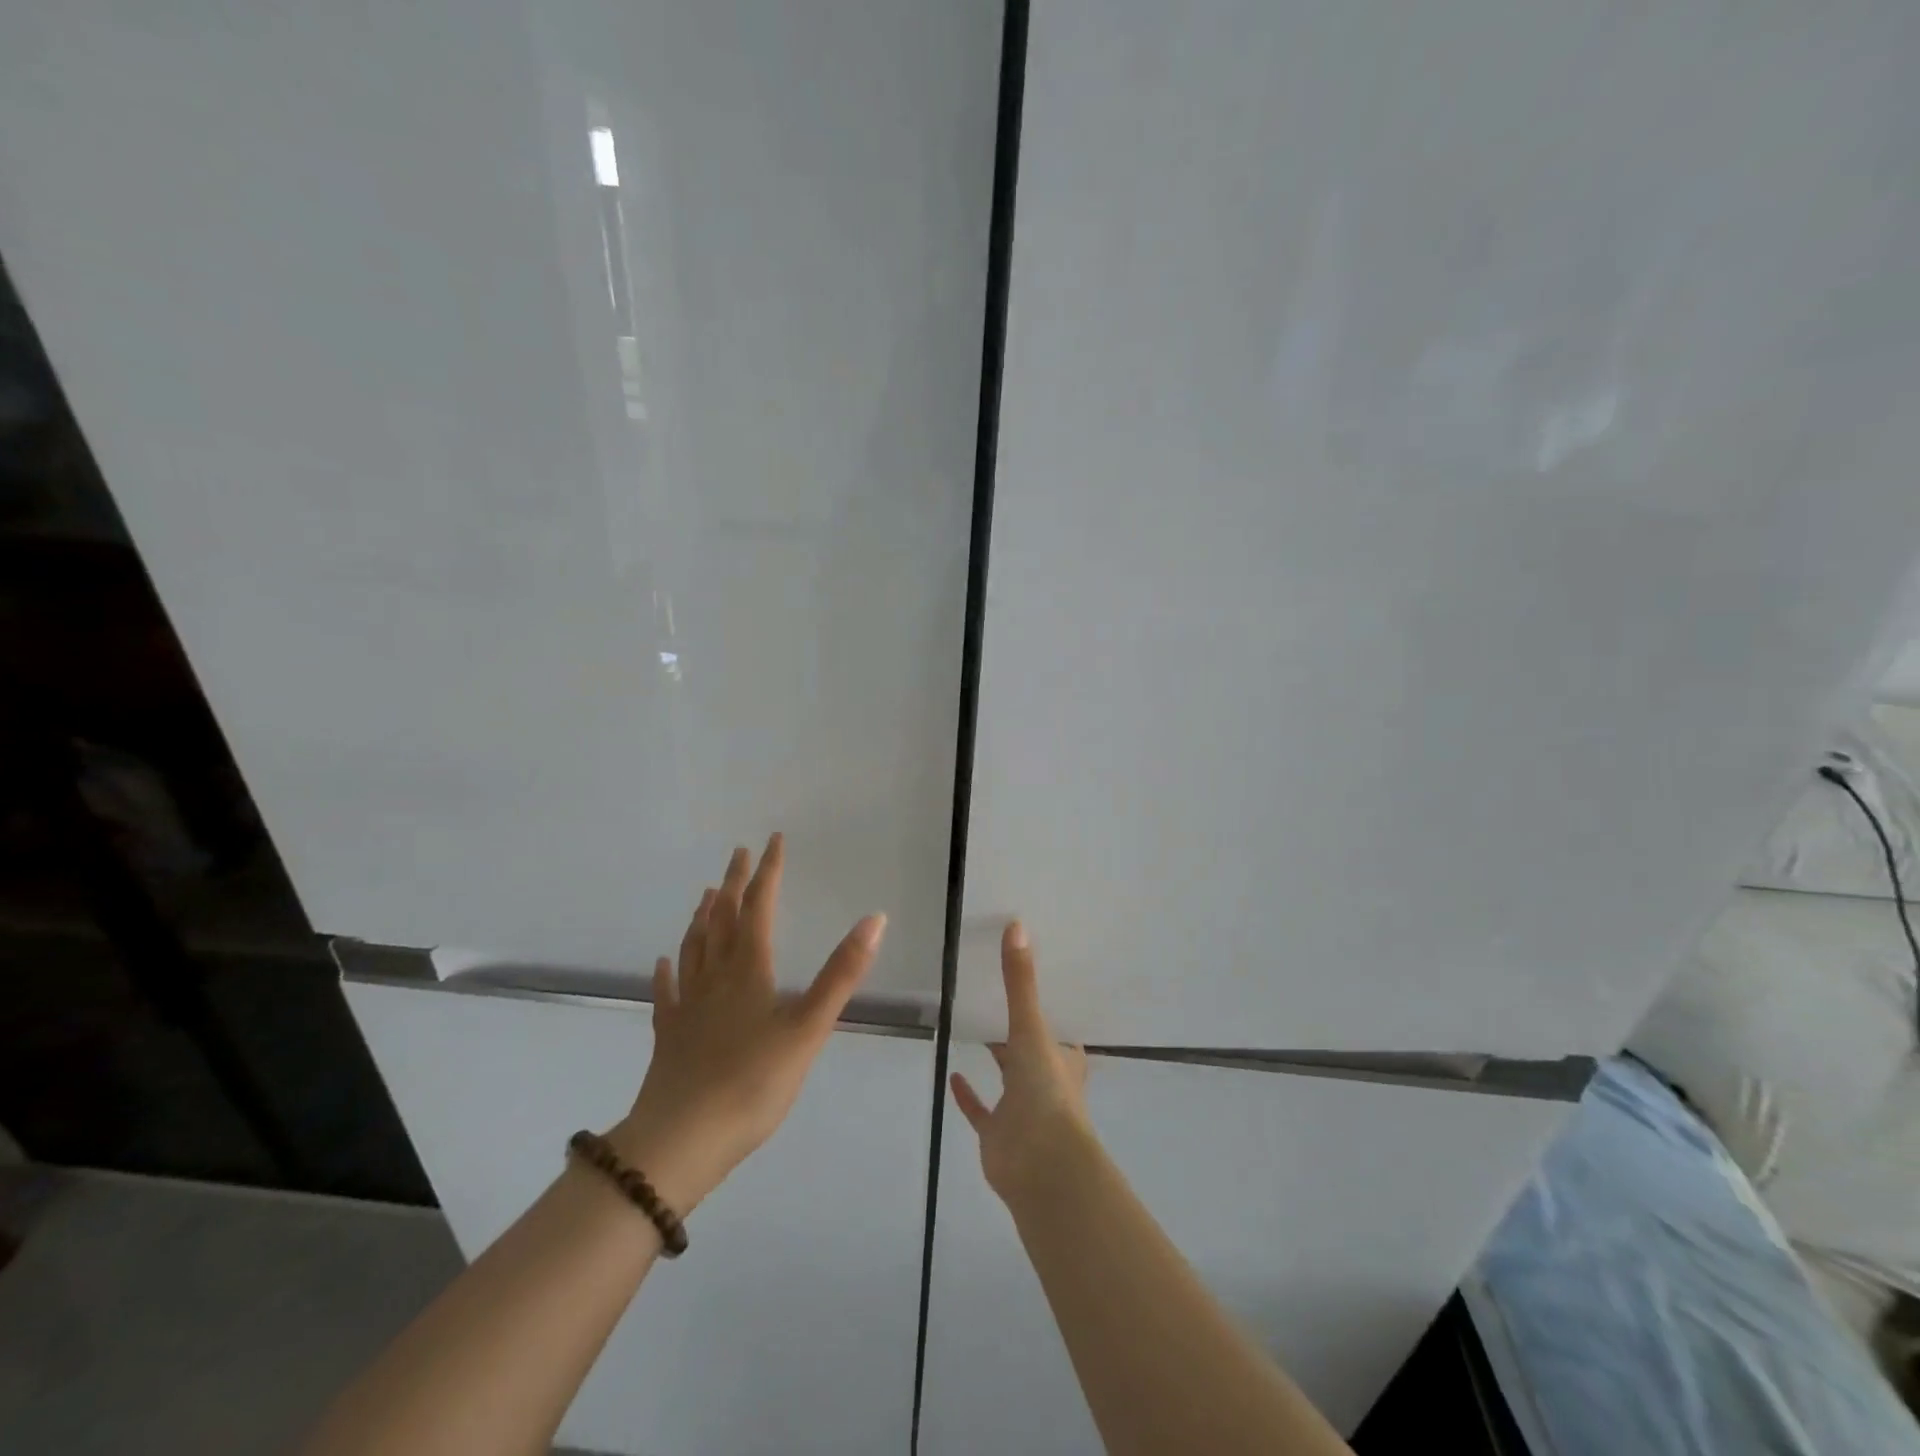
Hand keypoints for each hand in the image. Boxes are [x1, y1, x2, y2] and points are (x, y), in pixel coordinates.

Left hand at [608, 833, 885, 1214]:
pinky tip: (664, 962)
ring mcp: (688, 1005)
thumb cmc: (753, 1082)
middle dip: (734, 884)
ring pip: (694, 948)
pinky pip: (667, 993)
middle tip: (738, 854)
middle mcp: (715, 977)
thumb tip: (874, 919)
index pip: (759, 907)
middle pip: (723, 919)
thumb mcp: (810, 1028)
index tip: (772, 841)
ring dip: (703, 917)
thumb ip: (842, 974)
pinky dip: (667, 972)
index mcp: (749, 970)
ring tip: (707, 894)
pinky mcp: (669, 1035)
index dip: (768, 872)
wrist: (681, 1141)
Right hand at [951, 921, 1090, 1201]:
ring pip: (1008, 1078)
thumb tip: (1017, 925)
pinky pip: (981, 1109)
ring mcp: (1021, 1108)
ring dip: (997, 1059)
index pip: (1060, 1027)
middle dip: (1019, 1029)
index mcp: (1063, 1057)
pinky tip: (953, 1074)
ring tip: (974, 1026)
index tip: (1033, 980)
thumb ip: (1020, 981)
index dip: (1050, 1007)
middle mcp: (1046, 1079)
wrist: (1041, 1167)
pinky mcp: (997, 1132)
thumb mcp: (1032, 1028)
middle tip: (995, 995)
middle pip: (1033, 1049)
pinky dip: (968, 1095)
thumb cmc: (1046, 1093)